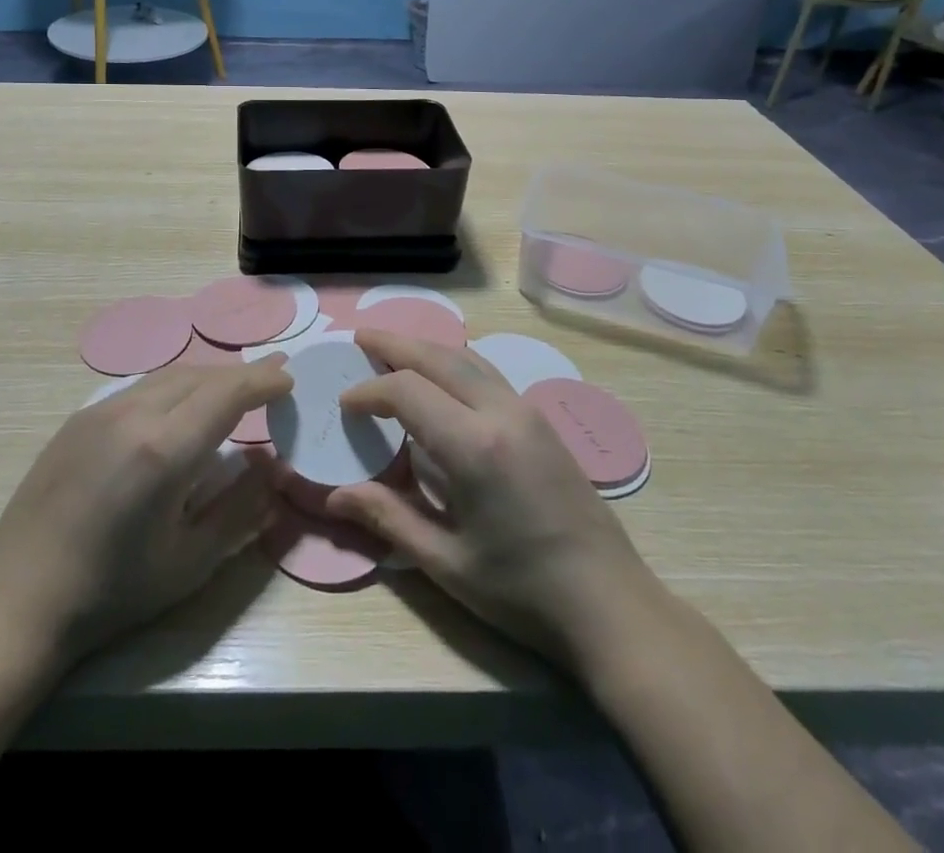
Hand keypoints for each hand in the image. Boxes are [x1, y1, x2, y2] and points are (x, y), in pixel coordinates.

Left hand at [0, 359, 290, 670]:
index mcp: (164, 449)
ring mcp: (100, 411)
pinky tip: (181, 404)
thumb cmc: (111, 593)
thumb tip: (270, 467)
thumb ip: (240, 510)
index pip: (227, 393)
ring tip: (234, 386)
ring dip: (208, 376)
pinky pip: (140, 386)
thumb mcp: (189, 563)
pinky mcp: (78, 419)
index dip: (262, 380)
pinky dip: (175, 385)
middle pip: (200, 375)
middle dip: (241, 373)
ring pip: (169, 375)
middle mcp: (133, 414)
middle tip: (272, 375)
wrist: (17, 602)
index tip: (289, 379)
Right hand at [325, 331, 658, 676]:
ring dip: (427, 348)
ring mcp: (527, 412)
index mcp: (473, 445)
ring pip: (468, 358)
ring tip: (395, 350)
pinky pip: (488, 374)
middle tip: (360, 339)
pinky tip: (442, 379)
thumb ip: (388, 518)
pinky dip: (454, 363)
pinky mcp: (542, 422)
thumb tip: (334, 497)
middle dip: (396, 344)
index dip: (370, 391)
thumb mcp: (447, 562)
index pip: (408, 391)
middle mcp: (501, 412)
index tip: (344, 402)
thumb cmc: (522, 591)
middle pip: (439, 357)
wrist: (610, 603)